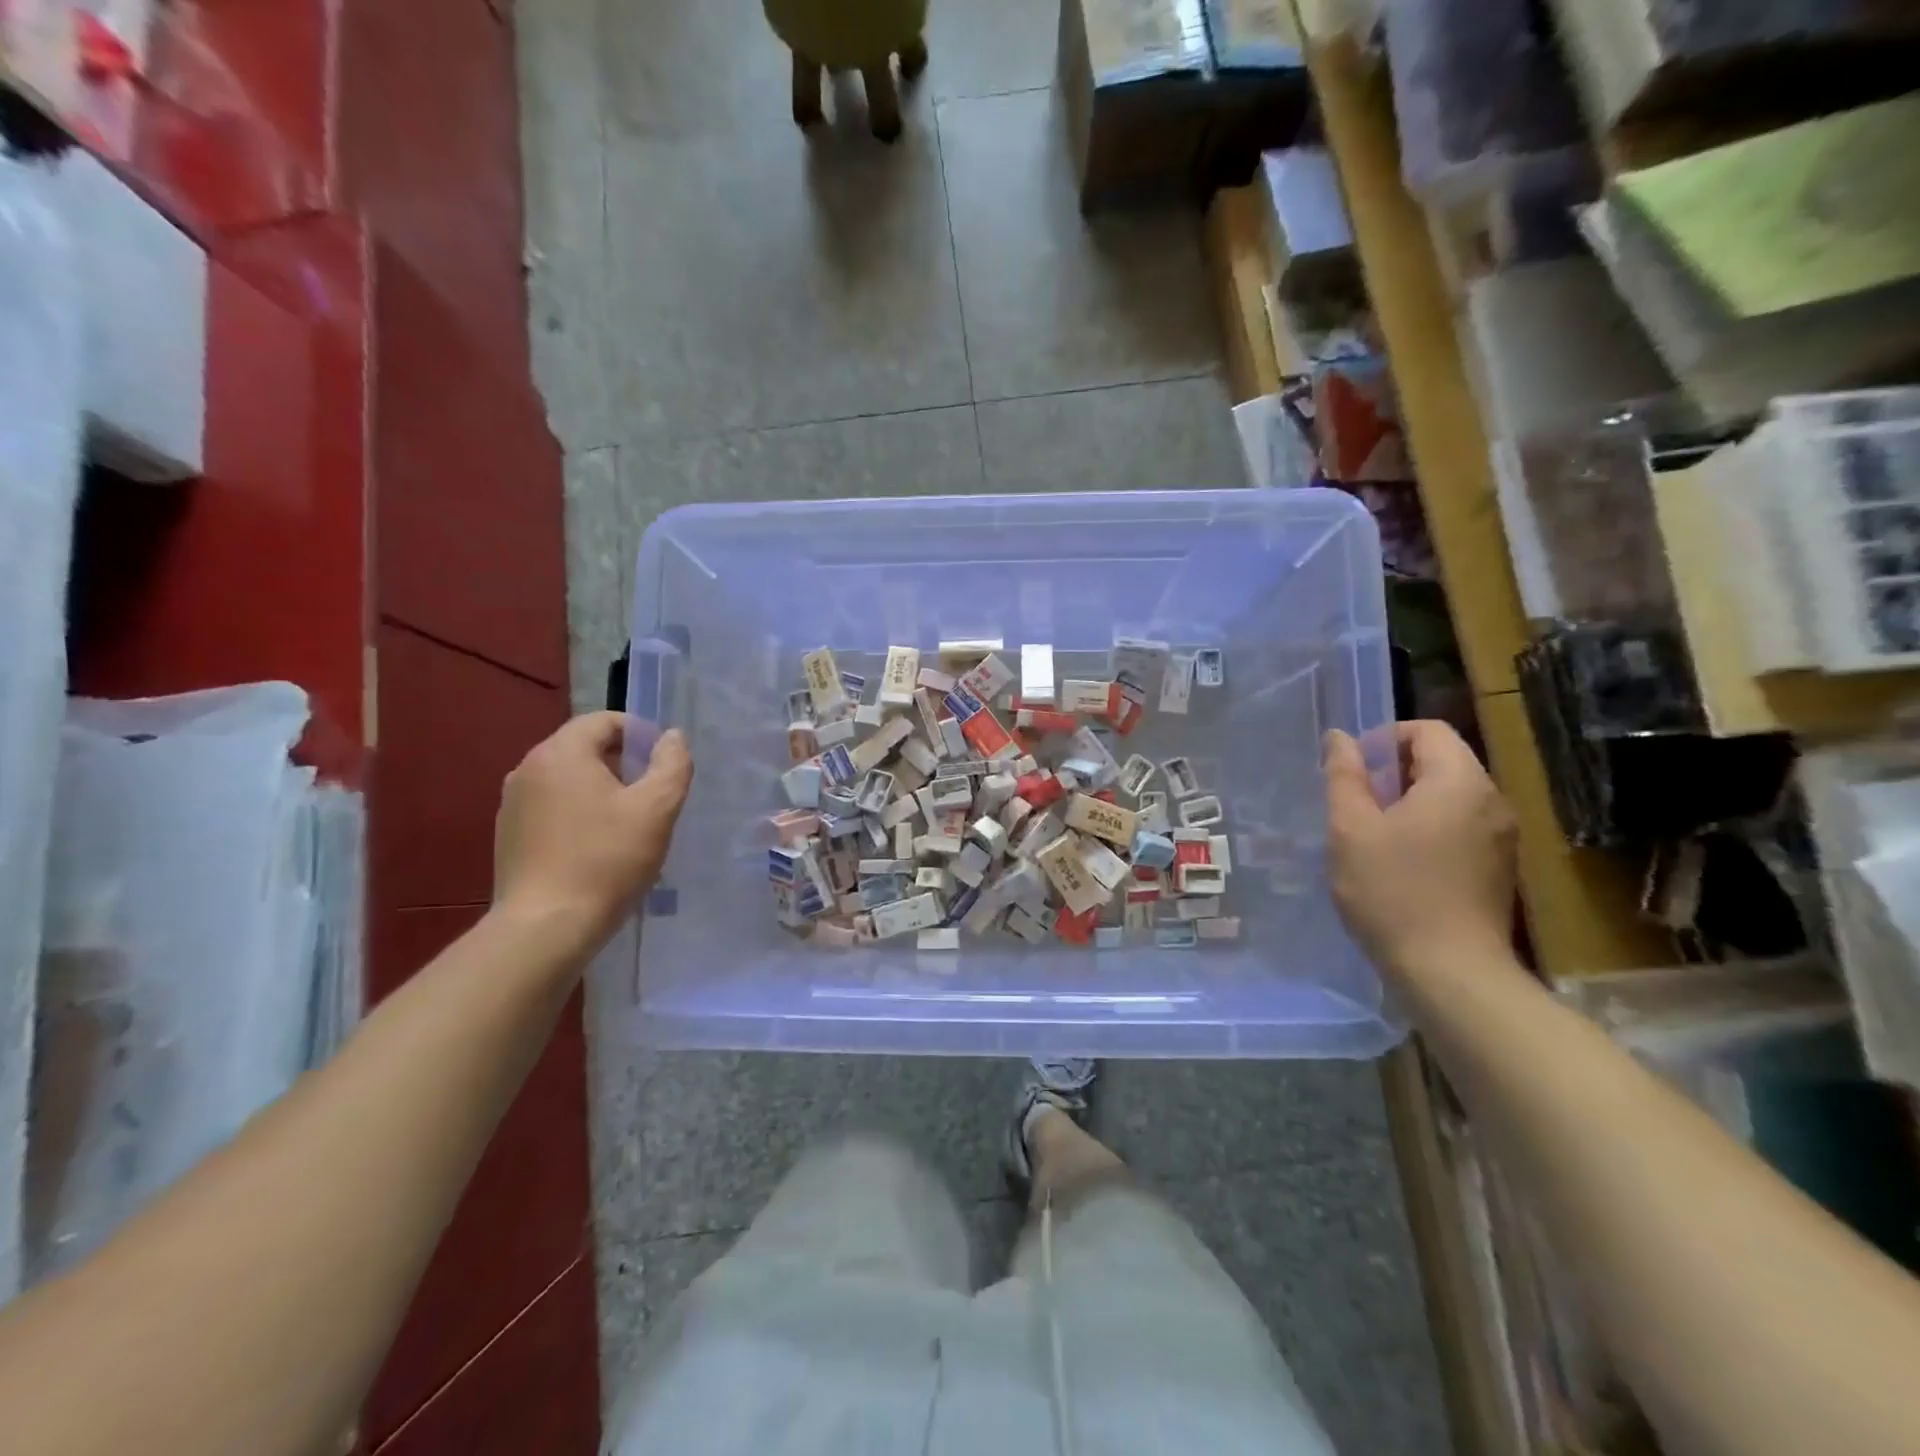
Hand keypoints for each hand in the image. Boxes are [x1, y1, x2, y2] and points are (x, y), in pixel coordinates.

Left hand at [493, 712, 693, 953]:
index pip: (604, 721)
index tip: (664, 763)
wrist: (546, 927)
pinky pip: (551, 808)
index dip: (641, 734)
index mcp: (562, 753)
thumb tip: (672, 737)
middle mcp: (528, 768)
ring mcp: (512, 803)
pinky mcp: (508, 835)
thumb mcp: (657, 808)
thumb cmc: (607, 860)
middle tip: (652, 794)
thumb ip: (672, 764)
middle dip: (622, 762)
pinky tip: (597, 847)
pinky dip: (578, 813)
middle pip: (584, 748)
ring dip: (600, 789)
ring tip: (628, 823)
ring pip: (567, 780)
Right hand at [1324, 721, 1516, 976]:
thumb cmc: (1392, 891)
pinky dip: (1428, 828)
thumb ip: (1344, 776)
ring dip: (1409, 802)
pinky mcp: (1499, 867)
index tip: (1353, 771)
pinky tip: (1399, 863)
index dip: (1385, 738)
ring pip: (1450, 796)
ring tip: (1371, 836)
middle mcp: (1491, 801)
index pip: (1428, 730)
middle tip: (1355, 805)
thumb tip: (1339, 737)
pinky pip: (1461, 826)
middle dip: (1394, 773)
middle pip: (1442, 761)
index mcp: (1459, 782)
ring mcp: (1502, 837)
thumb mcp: (1351, 829)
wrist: (1450, 972)